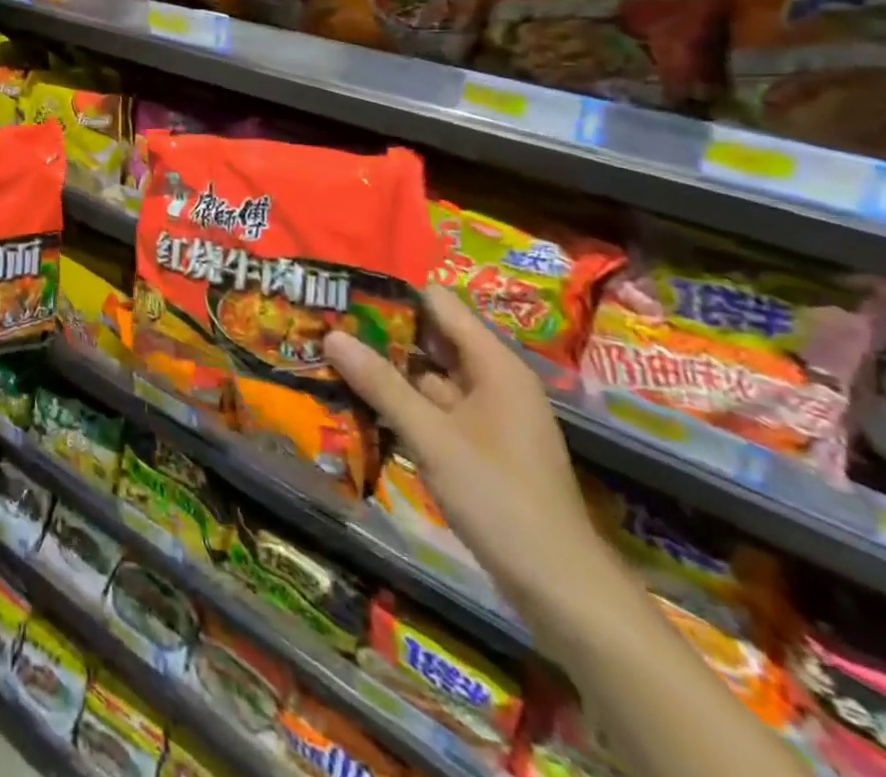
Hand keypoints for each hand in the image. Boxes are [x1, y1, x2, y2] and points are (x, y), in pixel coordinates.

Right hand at [324, 286, 620, 639]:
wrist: (561, 590)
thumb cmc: (500, 499)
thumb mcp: (432, 437)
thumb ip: (381, 384)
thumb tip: (331, 335)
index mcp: (494, 365)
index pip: (438, 304)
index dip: (392, 295)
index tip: (344, 295)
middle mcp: (492, 380)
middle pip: (430, 338)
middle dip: (379, 333)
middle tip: (324, 326)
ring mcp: (486, 415)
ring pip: (426, 376)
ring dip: (384, 370)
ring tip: (328, 358)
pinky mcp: (477, 446)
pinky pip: (431, 409)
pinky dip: (399, 403)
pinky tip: (357, 403)